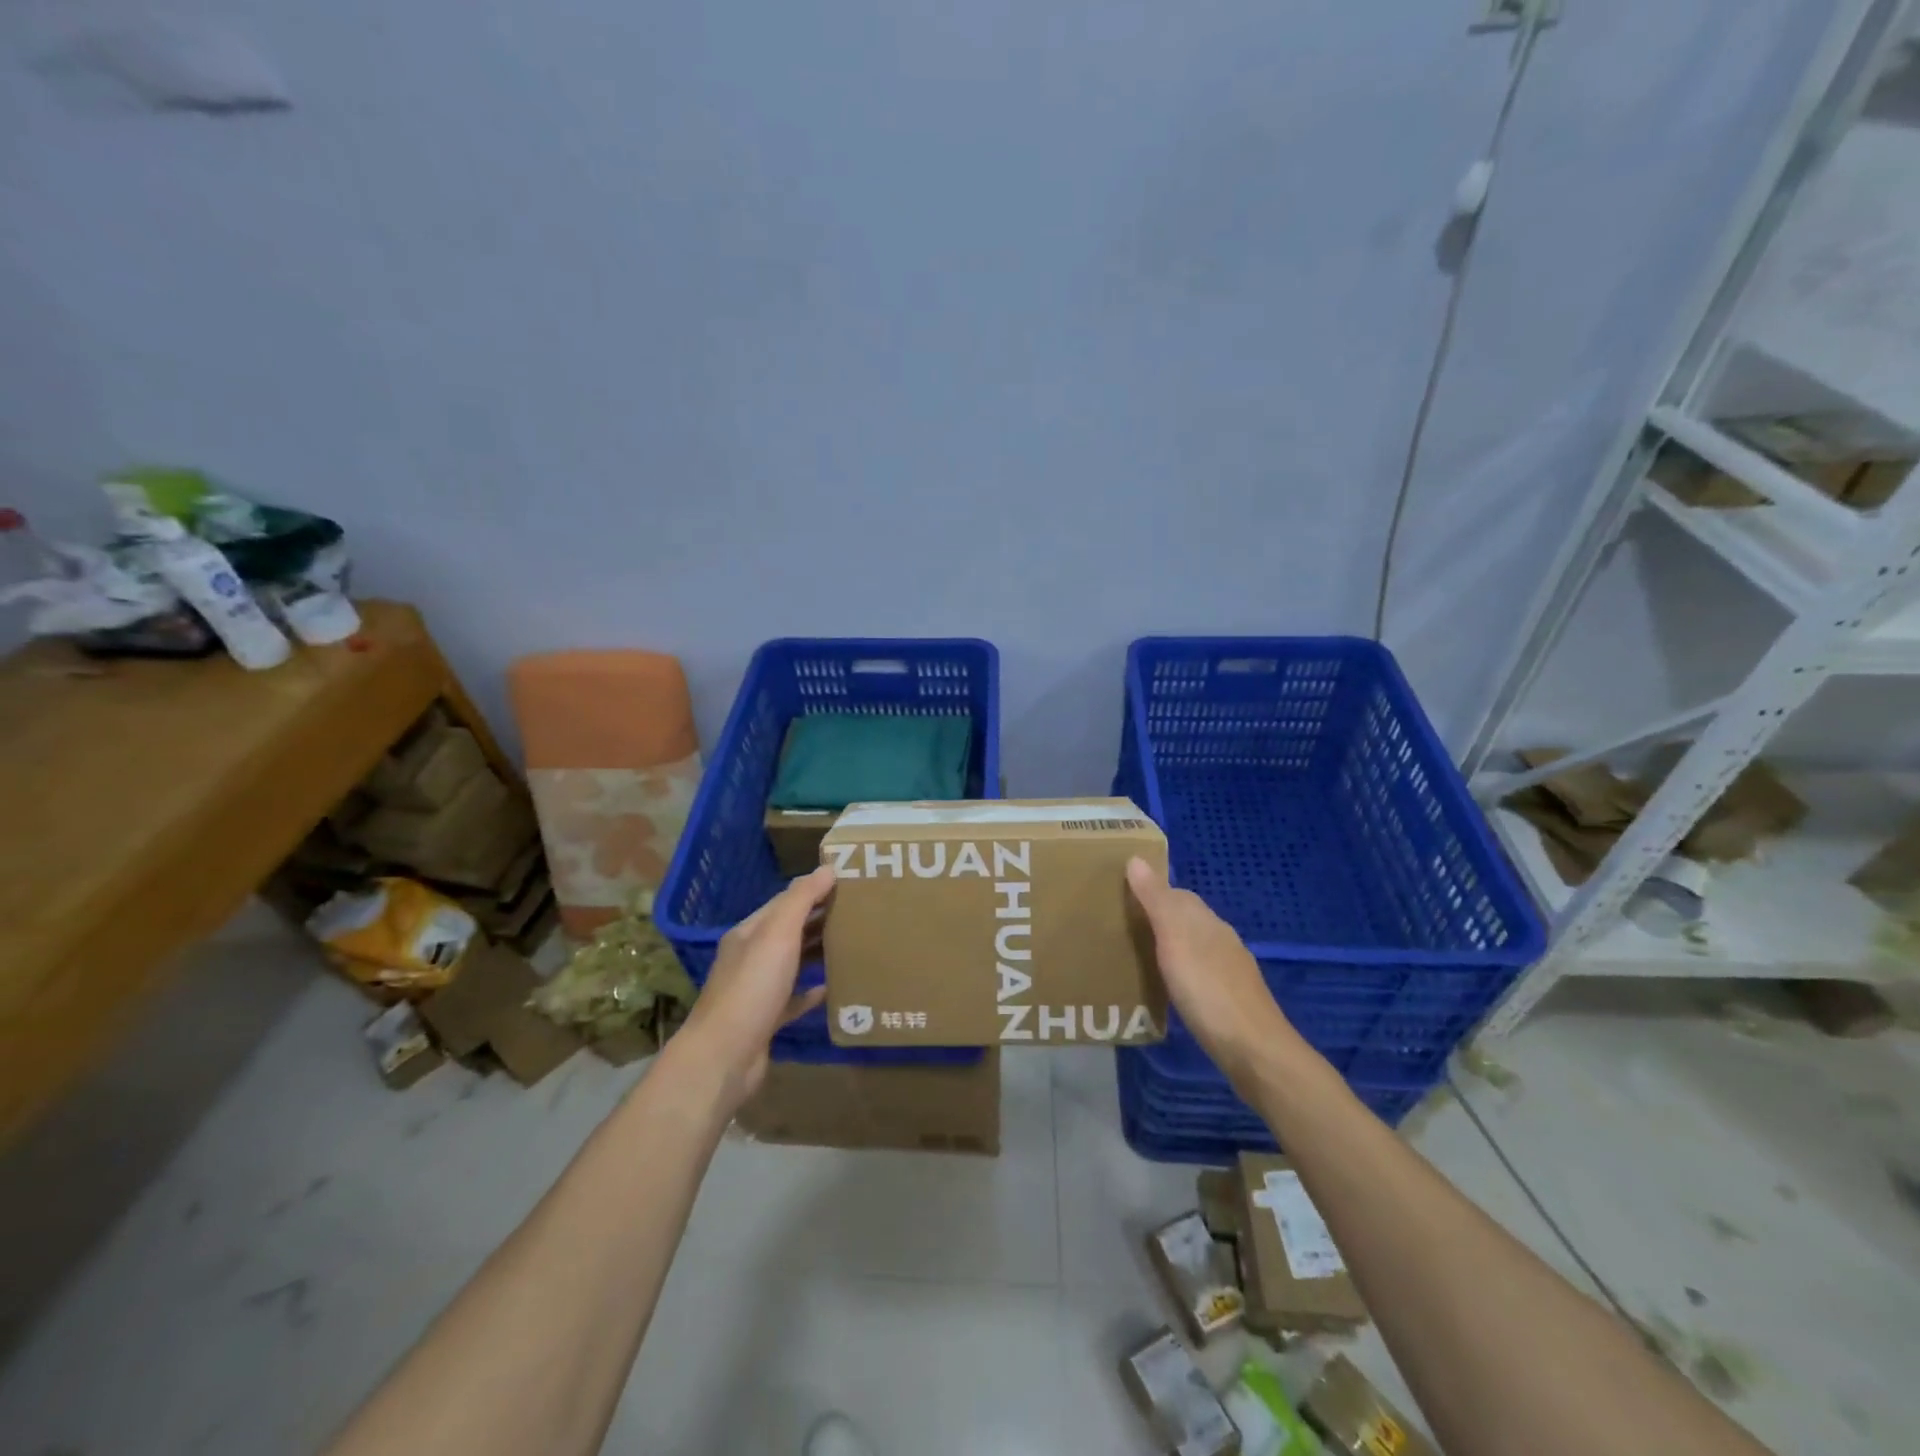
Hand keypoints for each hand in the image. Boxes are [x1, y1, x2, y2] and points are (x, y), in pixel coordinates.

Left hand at [678, 865, 834, 1110]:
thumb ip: (801, 900)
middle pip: (789, 931)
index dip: (813, 890)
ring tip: (851, 943)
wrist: (724, 1057)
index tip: (847, 883)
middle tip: (858, 911)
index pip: (784, 902)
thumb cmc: (752, 988)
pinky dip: (811, 991)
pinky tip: (831, 988)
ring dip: (817, 952)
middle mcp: (750, 957)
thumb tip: (827, 868)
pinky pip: (793, 999)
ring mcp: (757, 991)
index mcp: (749, 933)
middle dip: (819, 919)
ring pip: (792, 963)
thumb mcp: (777, 935)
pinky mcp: (766, 1021)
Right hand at [1125, 856, 1302, 1093]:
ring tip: (1139, 956)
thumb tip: (1137, 858)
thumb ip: (1156, 901)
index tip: (1121, 897)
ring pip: (1194, 945)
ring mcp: (1230, 970)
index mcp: (1207, 921)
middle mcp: (1221, 938)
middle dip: (1159, 918)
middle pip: (1187, 918)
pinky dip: (1182, 970)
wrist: (1254, 1050)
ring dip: (1170, 945)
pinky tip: (1170, 986)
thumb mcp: (1175, 940)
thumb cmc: (1208, 990)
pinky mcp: (1231, 998)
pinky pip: (1200, 971)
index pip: (1177, 893)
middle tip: (1122, 927)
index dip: (1151, 891)